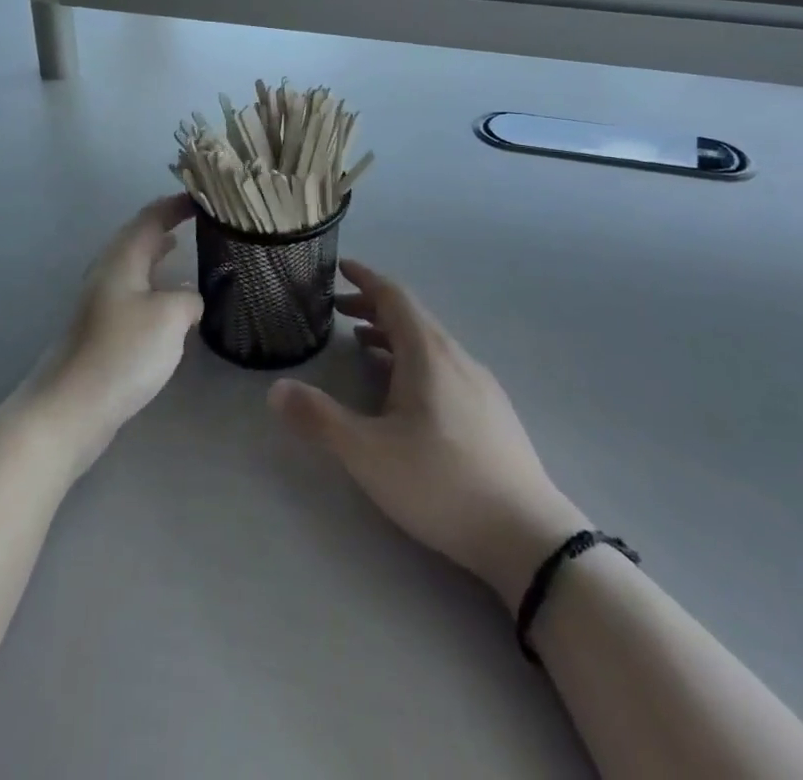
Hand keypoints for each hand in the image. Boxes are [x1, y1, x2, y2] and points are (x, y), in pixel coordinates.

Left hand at [31, 194, 203, 468]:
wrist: (72, 407)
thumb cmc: (123, 352)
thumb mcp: (170, 317)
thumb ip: (188, 298)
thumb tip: (190, 297)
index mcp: (122, 257)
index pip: (151, 216)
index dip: (177, 204)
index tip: (204, 197)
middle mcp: (108, 270)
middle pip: (139, 235)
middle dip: (167, 223)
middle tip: (200, 220)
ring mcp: (102, 299)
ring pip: (135, 262)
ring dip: (159, 252)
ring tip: (185, 246)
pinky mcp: (102, 326)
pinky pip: (134, 288)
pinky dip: (154, 281)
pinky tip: (169, 298)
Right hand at [270, 261, 586, 608]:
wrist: (527, 535)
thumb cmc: (441, 483)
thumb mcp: (368, 454)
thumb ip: (319, 419)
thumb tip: (275, 390)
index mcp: (428, 353)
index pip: (394, 296)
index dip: (366, 278)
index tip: (341, 267)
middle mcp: (457, 357)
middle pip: (412, 316)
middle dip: (374, 307)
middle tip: (340, 311)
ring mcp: (480, 385)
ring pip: (430, 343)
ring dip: (394, 335)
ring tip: (364, 345)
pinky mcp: (492, 413)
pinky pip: (445, 366)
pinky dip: (415, 360)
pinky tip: (407, 393)